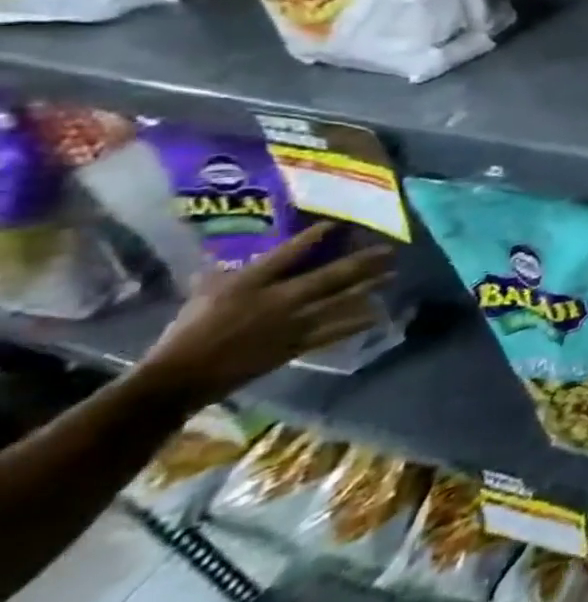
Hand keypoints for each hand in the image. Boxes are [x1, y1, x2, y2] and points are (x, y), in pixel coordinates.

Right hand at [140, 224, 390, 404]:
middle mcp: (280, 299)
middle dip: (362, 262)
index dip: (312, 237)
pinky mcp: (297, 344)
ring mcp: (292, 322)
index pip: (287, 254)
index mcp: (251, 284)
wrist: (181, 377)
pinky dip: (356, 322)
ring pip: (340, 300)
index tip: (335, 224)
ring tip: (393, 275)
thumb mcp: (202, 294)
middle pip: (330, 276)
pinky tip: (376, 315)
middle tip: (389, 251)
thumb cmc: (188, 332)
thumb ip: (220, 272)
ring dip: (369, 287)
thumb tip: (223, 256)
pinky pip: (334, 331)